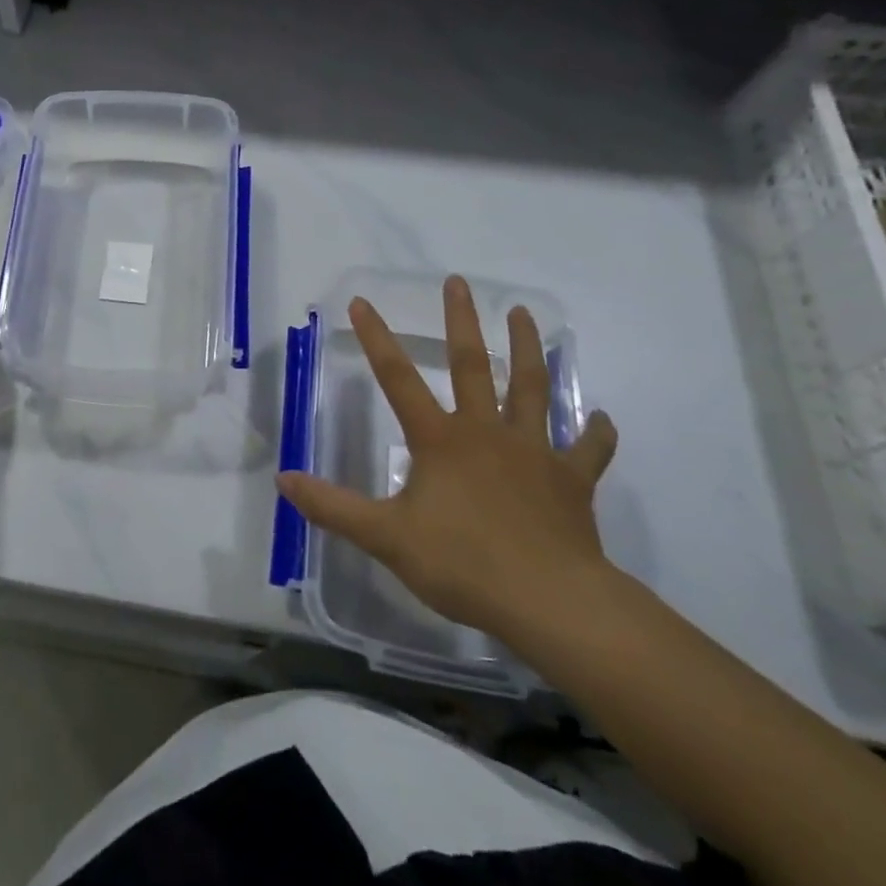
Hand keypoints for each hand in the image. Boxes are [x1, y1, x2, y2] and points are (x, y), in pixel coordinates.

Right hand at [276, 275, 618, 636]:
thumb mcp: (385, 537)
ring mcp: (533, 452)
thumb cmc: (463, 563)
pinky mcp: (572, 481)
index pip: (398, 379)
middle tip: (460, 283)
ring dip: (530, 350)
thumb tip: (284, 479)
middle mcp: (486, 432)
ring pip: (532, 389)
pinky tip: (602, 418)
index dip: (376, 339)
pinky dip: (595, 433)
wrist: (550, 602)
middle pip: (473, 365)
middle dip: (462, 322)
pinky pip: (587, 451)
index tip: (362, 302)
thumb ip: (333, 507)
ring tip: (526, 315)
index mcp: (440, 440)